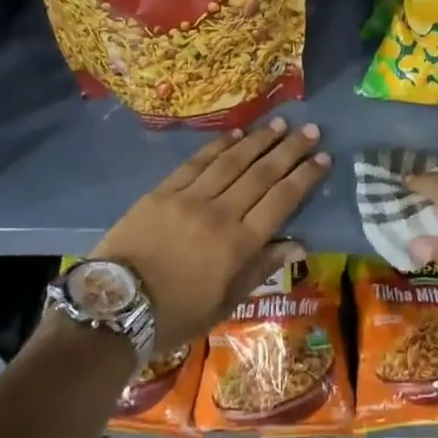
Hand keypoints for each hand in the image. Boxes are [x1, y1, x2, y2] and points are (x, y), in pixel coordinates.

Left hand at [94, 117, 329, 353]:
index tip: (324, 158)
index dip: (305, 177)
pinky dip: (218, 146)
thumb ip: (261, 269)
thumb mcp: (225, 303)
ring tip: (280, 123)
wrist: (114, 308)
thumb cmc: (175, 314)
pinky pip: (196, 163)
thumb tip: (299, 245)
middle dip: (289, 150)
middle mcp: (220, 214)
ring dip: (259, 140)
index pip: (281, 201)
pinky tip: (236, 134)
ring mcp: (190, 199)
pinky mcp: (163, 192)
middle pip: (261, 174)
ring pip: (232, 162)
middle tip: (310, 130)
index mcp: (239, 245)